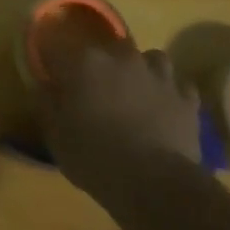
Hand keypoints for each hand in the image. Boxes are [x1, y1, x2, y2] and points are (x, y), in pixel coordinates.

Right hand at [36, 45, 200, 196]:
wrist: (157, 185)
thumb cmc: (97, 160)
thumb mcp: (57, 137)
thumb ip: (47, 104)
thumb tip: (44, 84)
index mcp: (84, 62)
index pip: (56, 44)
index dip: (50, 57)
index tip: (49, 71)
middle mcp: (120, 56)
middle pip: (104, 48)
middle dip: (97, 64)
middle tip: (94, 89)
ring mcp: (157, 73)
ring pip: (148, 57)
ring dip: (139, 71)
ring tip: (135, 93)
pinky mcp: (185, 96)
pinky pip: (177, 85)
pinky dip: (170, 93)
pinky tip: (164, 109)